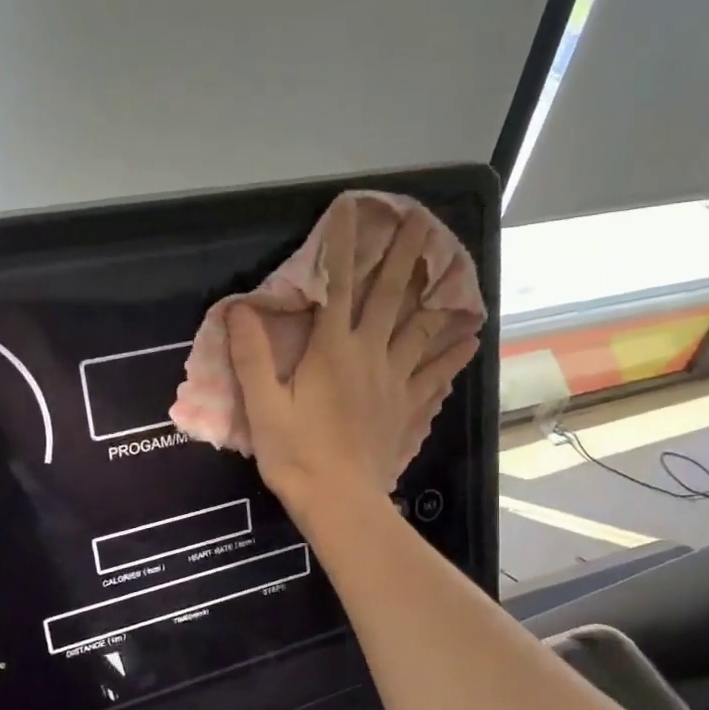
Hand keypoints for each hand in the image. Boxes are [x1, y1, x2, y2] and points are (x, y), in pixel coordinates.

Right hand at [228, 200, 478, 509]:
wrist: (340, 501)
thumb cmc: (297, 454)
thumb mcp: (263, 406)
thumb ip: (252, 356)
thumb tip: (239, 309)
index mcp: (332, 349)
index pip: (338, 285)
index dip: (345, 245)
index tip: (354, 208)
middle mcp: (371, 354)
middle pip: (393, 296)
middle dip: (407, 255)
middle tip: (424, 221)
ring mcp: (397, 381)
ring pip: (422, 329)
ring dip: (436, 296)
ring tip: (455, 271)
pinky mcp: (409, 408)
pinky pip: (437, 374)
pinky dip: (453, 354)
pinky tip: (469, 340)